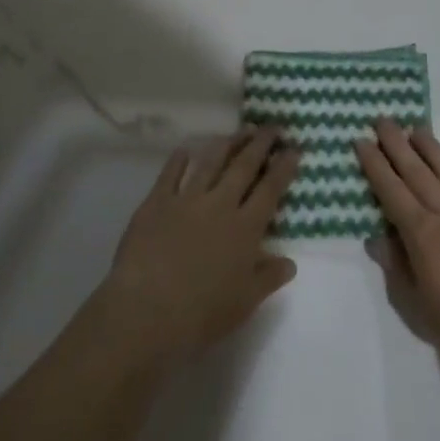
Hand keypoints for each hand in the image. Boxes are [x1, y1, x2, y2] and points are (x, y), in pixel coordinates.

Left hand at [99, 128, 300, 365]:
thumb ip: (268, 278)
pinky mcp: (156, 202)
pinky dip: (180, 159)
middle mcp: (220, 205)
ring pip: (211, 162)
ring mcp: (187, 199)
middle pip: (244, 166)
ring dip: (227, 143)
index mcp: (245, 228)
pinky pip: (171, 173)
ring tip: (239, 131)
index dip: (283, 167)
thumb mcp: (244, 303)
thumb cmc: (201, 314)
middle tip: (272, 126)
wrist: (146, 312)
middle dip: (261, 144)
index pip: (270, 190)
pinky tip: (186, 149)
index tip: (294, 148)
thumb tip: (290, 262)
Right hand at [356, 119, 439, 374]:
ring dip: (433, 148)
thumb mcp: (420, 307)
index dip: (375, 166)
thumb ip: (397, 268)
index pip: (391, 192)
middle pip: (417, 173)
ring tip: (418, 127)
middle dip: (397, 145)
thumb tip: (374, 237)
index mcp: (423, 235)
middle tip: (383, 119)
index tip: (362, 140)